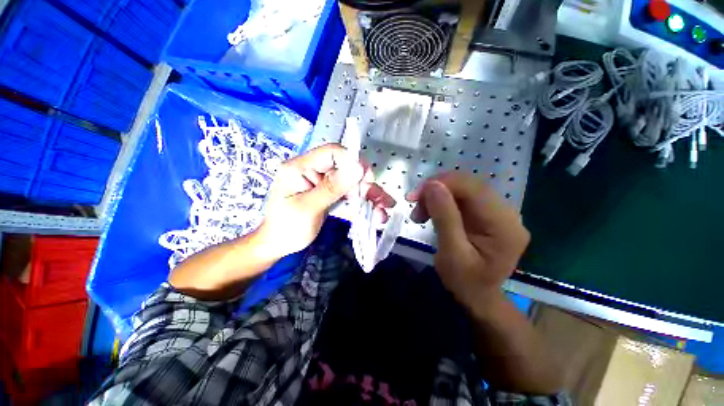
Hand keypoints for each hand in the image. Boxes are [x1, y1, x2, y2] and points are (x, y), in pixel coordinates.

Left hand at [259, 144, 394, 257]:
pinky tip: (377, 212)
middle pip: (346, 169)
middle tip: (380, 200)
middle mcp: (313, 171)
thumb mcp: (309, 208)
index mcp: (301, 167)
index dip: (353, 162)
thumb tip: (358, 167)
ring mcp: (322, 183)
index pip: (332, 153)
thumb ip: (333, 187)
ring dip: (368, 195)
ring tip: (386, 208)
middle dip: (365, 184)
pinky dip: (362, 203)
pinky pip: (348, 194)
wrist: (278, 246)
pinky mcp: (329, 194)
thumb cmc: (287, 228)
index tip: (368, 180)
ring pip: (351, 183)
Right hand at [406, 173, 529, 310]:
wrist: (478, 296)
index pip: (474, 189)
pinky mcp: (488, 213)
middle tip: (414, 203)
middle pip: (469, 185)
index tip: (415, 194)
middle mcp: (508, 213)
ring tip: (420, 213)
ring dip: (437, 195)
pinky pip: (463, 197)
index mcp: (504, 226)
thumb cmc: (464, 282)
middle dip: (437, 189)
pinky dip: (442, 200)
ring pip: (464, 189)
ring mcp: (499, 212)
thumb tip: (432, 185)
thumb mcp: (451, 253)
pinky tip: (431, 211)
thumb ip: (444, 217)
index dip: (442, 184)